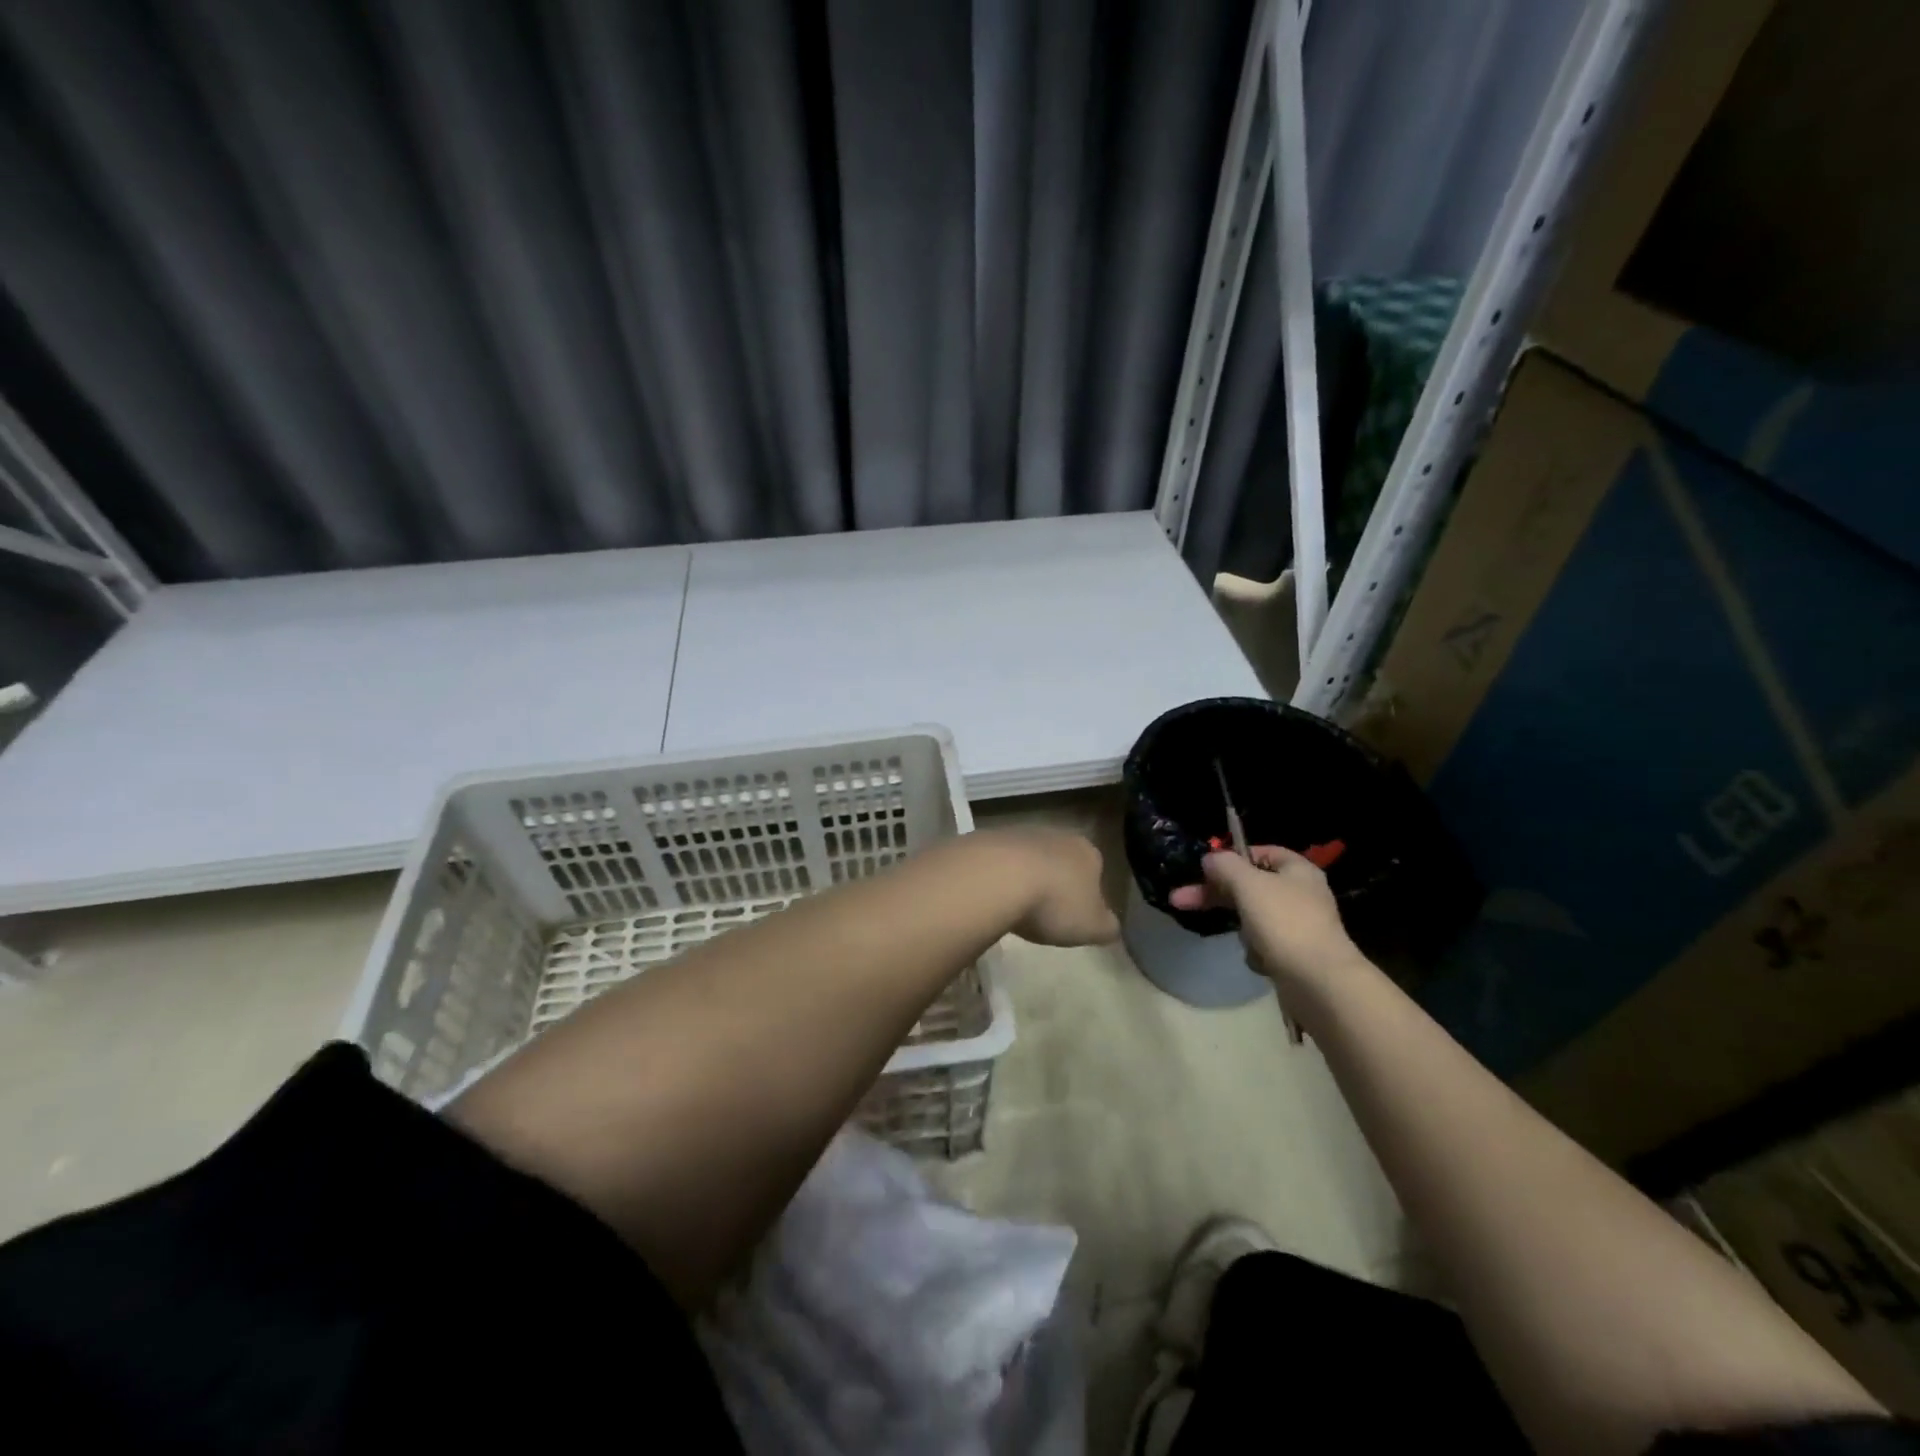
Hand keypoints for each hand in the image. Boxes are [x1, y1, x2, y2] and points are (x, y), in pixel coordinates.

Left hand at [978, 828, 1120, 947]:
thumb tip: (1110, 926)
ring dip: (1025, 878)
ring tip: (1016, 907)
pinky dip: (999, 876)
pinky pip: (999, 861)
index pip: (1095, 870)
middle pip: (1061, 860)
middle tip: (1045, 913)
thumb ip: (1107, 926)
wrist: (997, 877)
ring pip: (1029, 858)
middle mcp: (1056, 834)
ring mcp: (1020, 833)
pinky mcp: (989, 838)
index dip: (1088, 894)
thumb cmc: (1054, 903)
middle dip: (1055, 883)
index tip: (1076, 915)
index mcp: (1087, 852)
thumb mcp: (1092, 927)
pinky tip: (992, 896)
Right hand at [1170, 846, 1360, 989]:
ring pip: (1254, 917)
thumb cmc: (1284, 923)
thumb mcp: (1247, 884)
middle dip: (1216, 895)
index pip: (1261, 852)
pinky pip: (1265, 945)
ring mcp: (1301, 926)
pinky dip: (1258, 952)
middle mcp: (1302, 894)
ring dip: (1242, 928)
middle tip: (1180, 900)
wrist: (1320, 983)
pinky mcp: (1297, 955)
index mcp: (1298, 870)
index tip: (1204, 869)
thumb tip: (1210, 858)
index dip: (1232, 857)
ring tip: (1247, 942)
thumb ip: (1225, 865)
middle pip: (1250, 886)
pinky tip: (1261, 961)